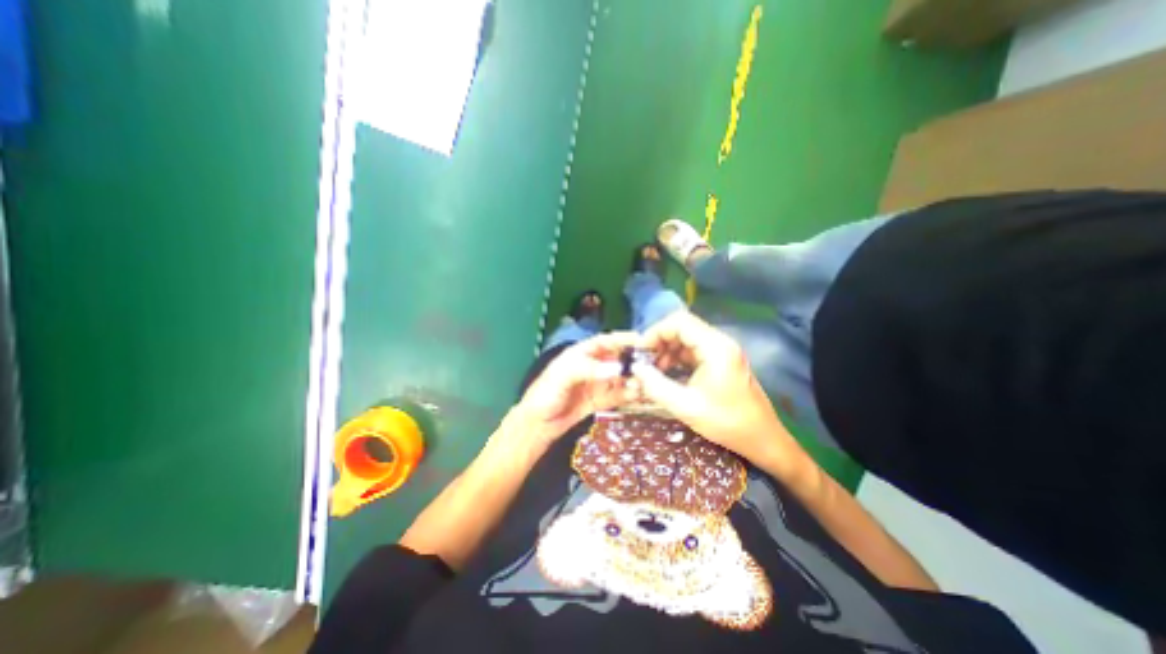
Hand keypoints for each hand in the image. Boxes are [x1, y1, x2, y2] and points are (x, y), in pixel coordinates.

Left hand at [514, 335, 640, 447]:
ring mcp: (597, 384)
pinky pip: (617, 394)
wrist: (537, 425)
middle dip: (633, 360)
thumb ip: (589, 369)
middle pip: (616, 359)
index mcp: (581, 353)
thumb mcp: (563, 376)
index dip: (623, 339)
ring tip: (647, 383)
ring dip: (633, 379)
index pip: (605, 341)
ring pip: (620, 377)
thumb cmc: (545, 394)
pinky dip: (628, 394)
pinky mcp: (599, 400)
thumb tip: (618, 367)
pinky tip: (638, 395)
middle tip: (652, 365)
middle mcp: (592, 366)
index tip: (642, 341)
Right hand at [629, 310, 812, 477]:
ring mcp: (722, 351)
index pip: (679, 322)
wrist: (762, 439)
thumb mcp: (685, 406)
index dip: (656, 332)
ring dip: (667, 350)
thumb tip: (635, 369)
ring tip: (654, 371)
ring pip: (686, 338)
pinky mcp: (721, 360)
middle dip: (660, 342)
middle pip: (682, 327)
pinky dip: (677, 358)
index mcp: (715, 347)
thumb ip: (656, 386)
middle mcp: (720, 342)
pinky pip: (693, 350)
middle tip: (645, 362)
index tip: (641, 351)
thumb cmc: (727, 423)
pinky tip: (668, 374)